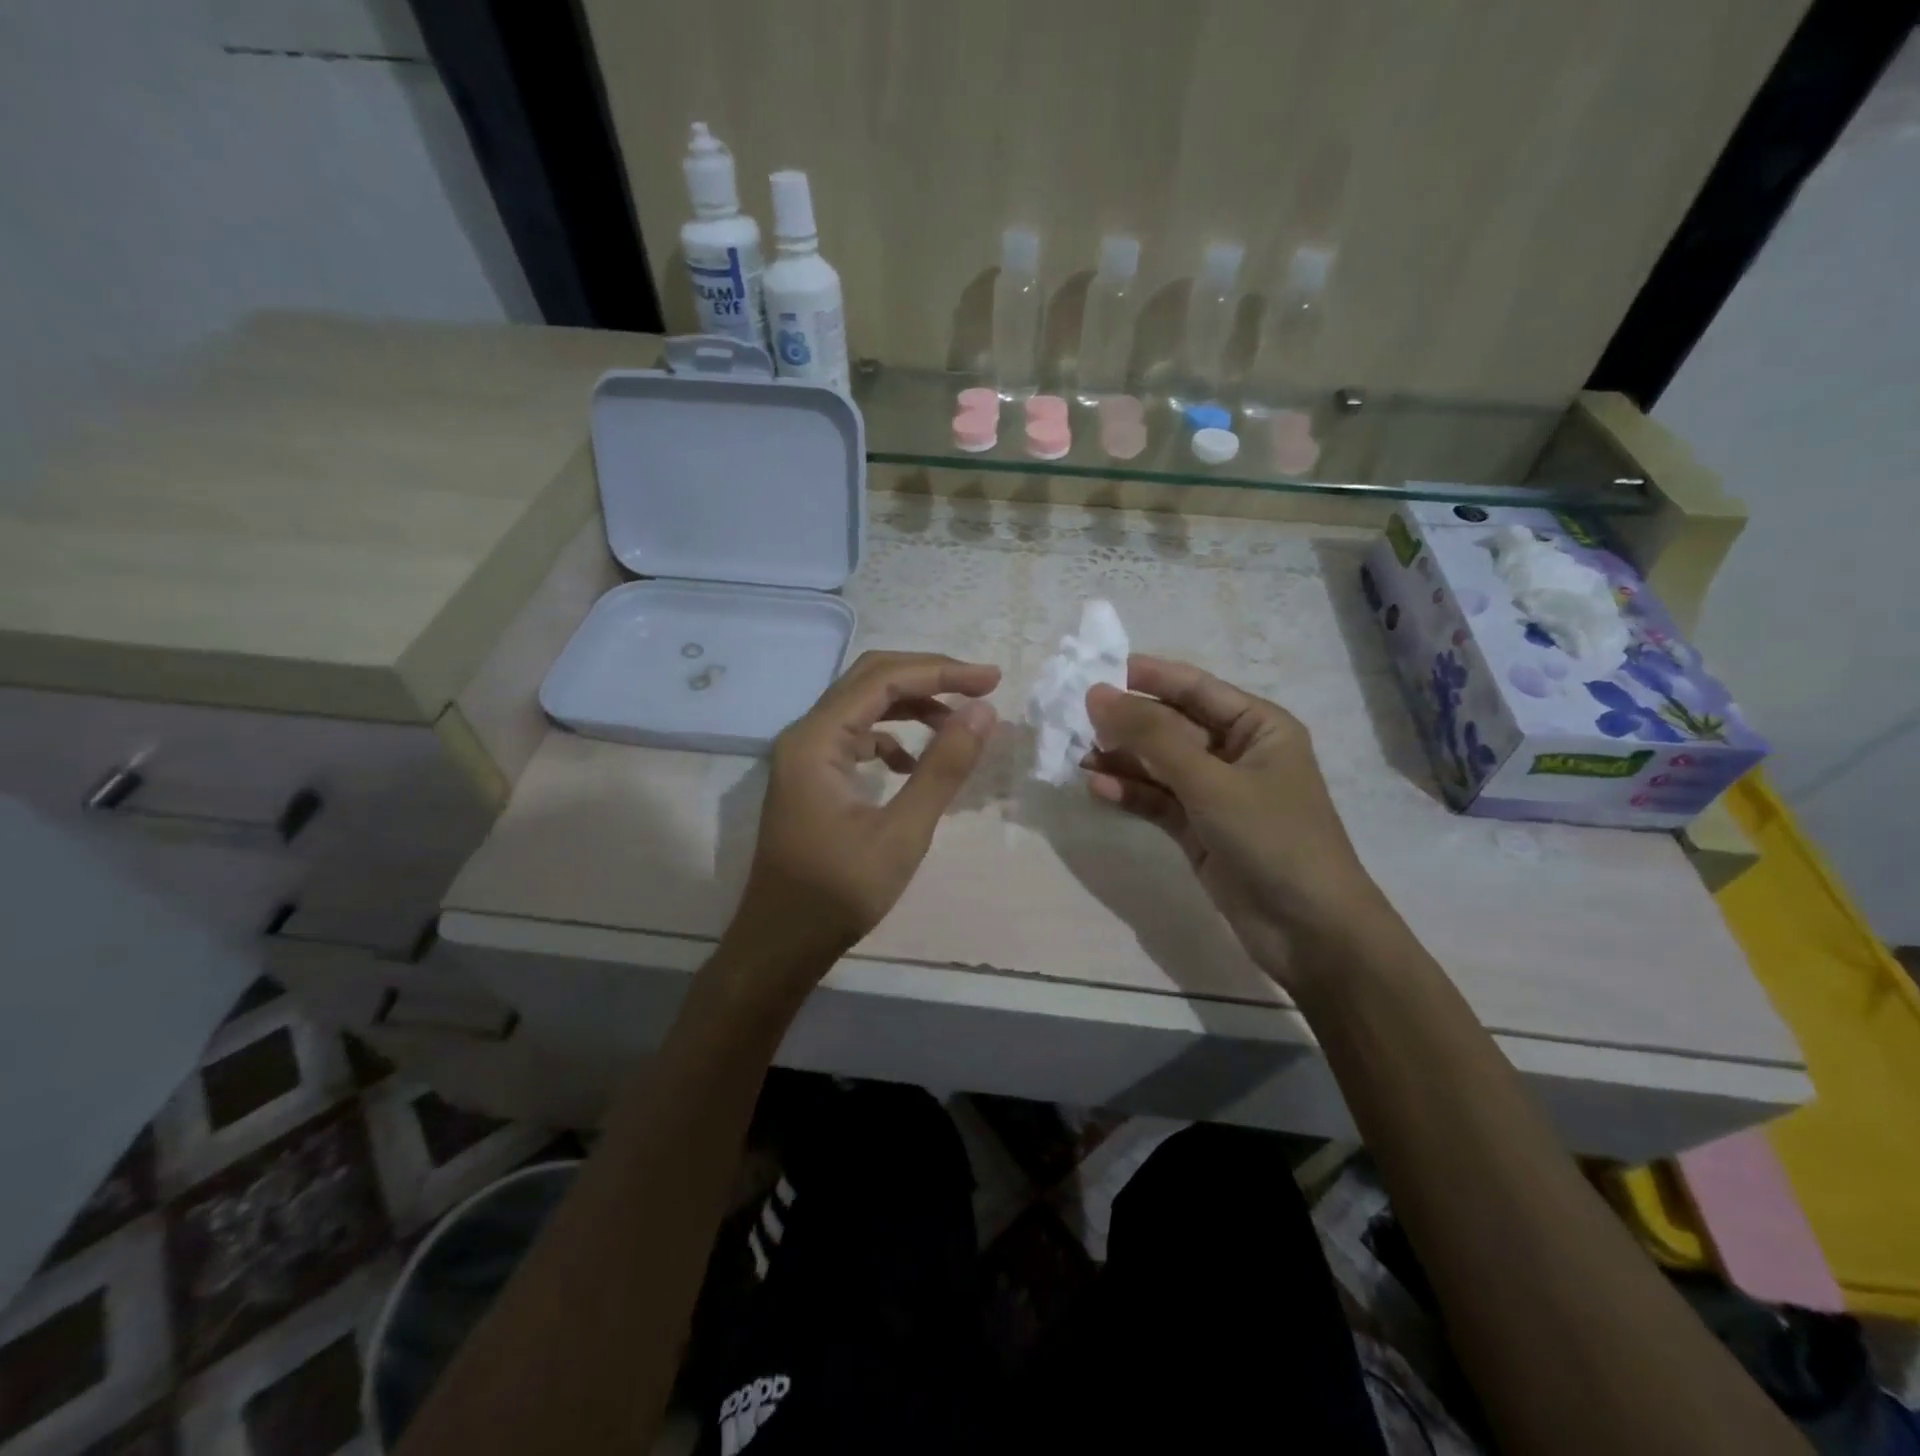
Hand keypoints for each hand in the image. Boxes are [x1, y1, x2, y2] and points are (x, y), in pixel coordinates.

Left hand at [731, 651, 1000, 975]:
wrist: (781, 943)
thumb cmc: (839, 893)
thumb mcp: (902, 833)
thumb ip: (942, 768)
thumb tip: (983, 713)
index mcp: (817, 741)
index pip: (883, 680)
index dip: (941, 672)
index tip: (992, 680)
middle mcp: (805, 735)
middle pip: (870, 680)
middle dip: (928, 677)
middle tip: (980, 688)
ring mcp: (804, 755)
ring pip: (862, 706)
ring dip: (911, 705)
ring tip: (958, 722)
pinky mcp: (811, 777)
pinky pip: (854, 736)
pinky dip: (891, 737)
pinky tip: (913, 763)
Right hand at [1083, 656, 1382, 991]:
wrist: (1309, 931)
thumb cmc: (1272, 838)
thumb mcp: (1211, 781)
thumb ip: (1152, 737)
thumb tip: (1097, 695)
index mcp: (1257, 726)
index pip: (1195, 688)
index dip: (1147, 677)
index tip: (1095, 670)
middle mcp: (1236, 753)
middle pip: (1172, 726)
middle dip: (1127, 722)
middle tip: (1075, 718)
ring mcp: (1217, 794)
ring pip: (1160, 765)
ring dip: (1122, 760)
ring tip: (1077, 755)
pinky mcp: (1200, 830)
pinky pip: (1158, 801)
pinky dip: (1131, 794)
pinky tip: (1098, 788)